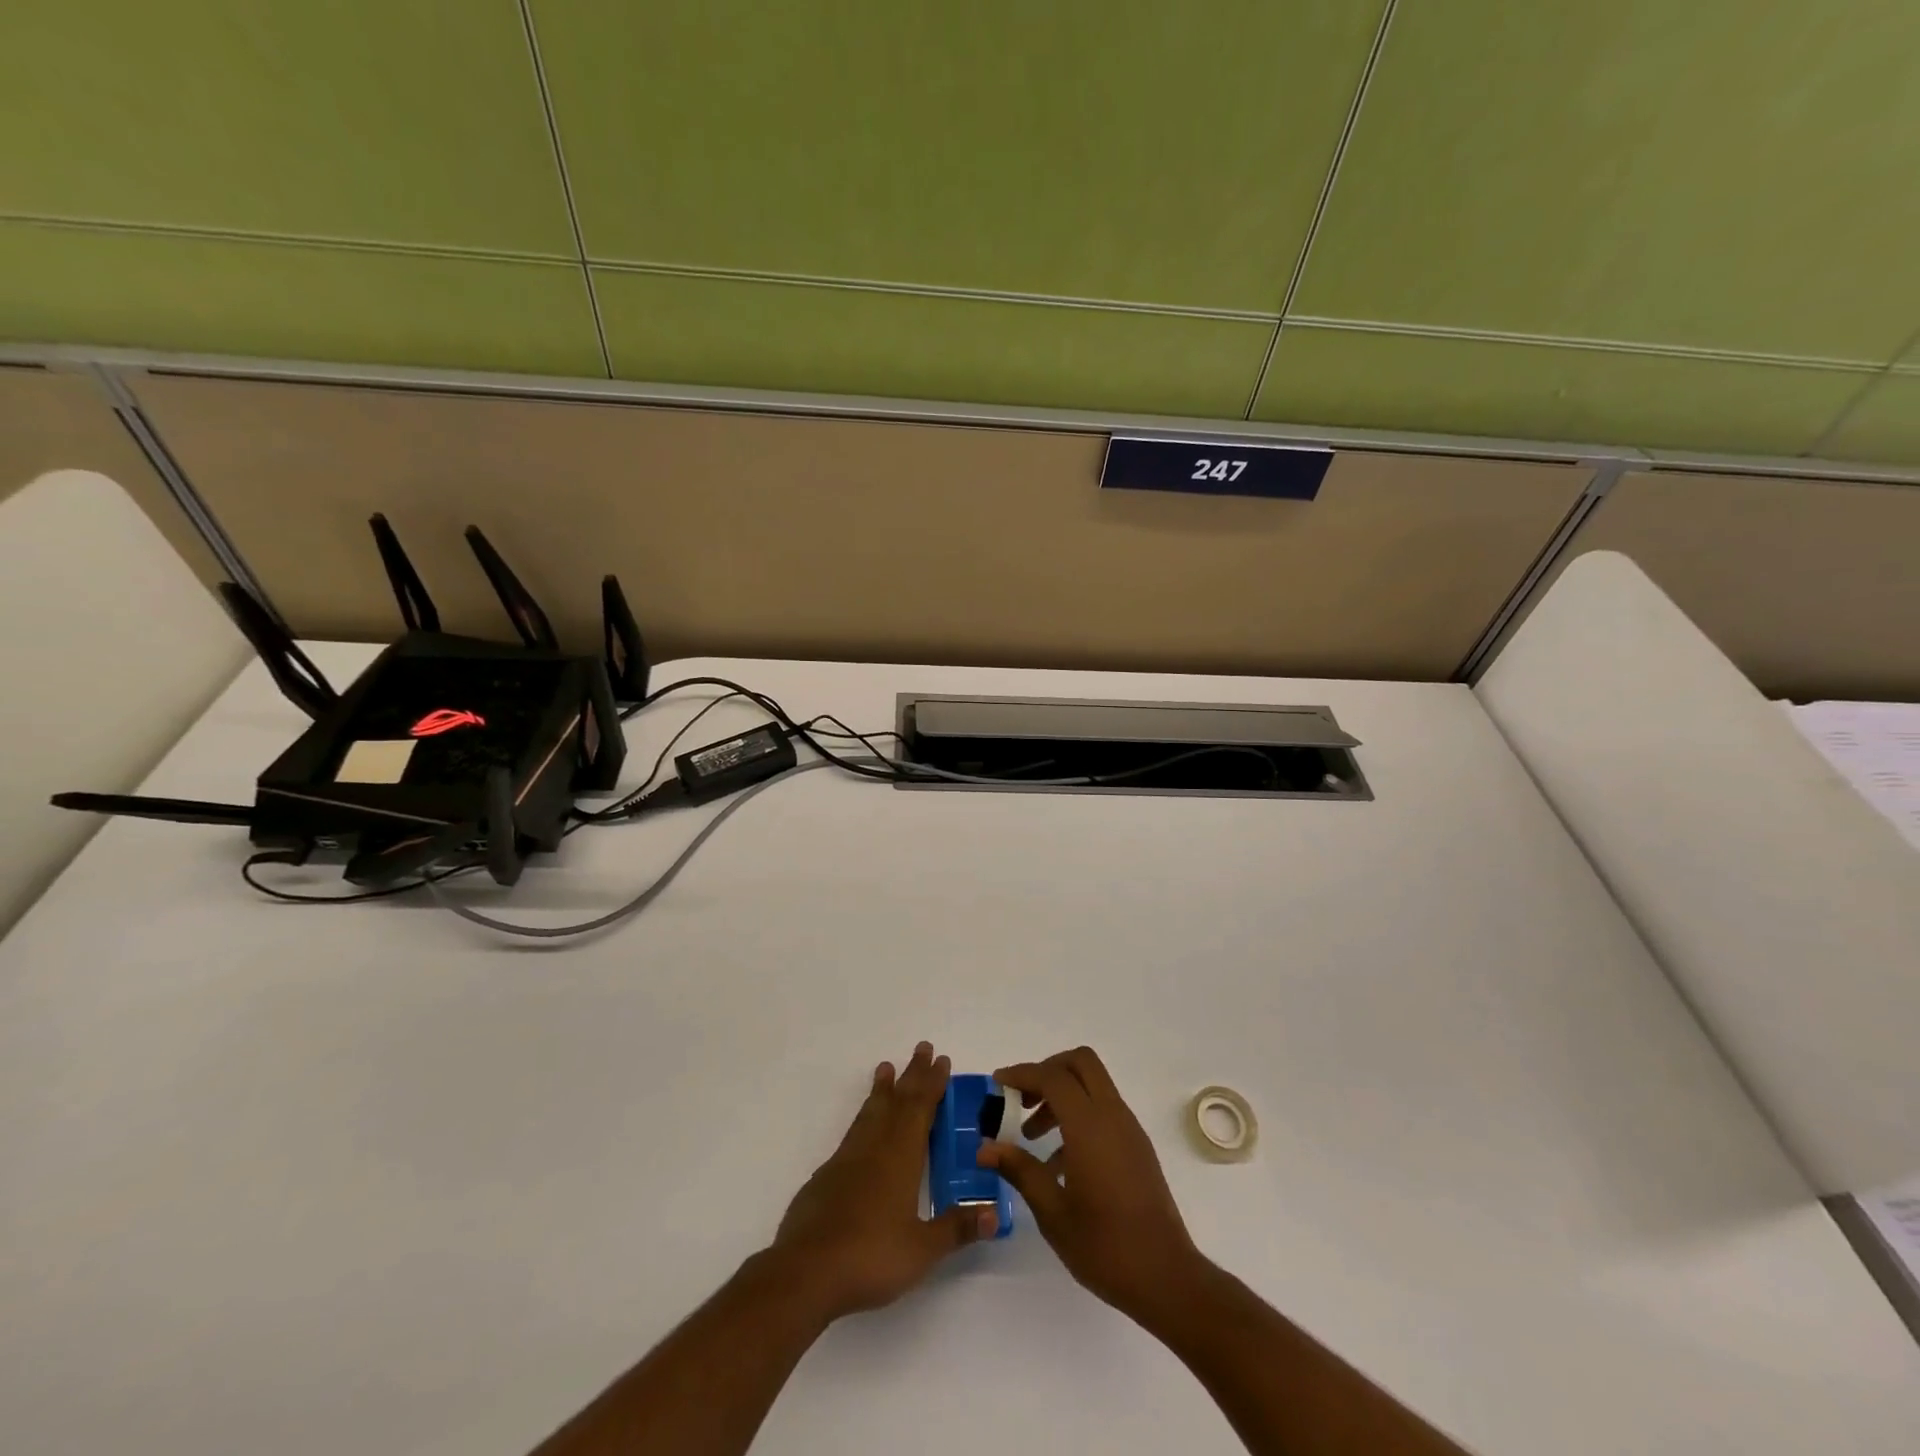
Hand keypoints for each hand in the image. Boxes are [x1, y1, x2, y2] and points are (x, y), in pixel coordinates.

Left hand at [769, 1042, 996, 1323]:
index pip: (921, 1109)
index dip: (933, 1084)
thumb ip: (957, 1228)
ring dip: (883, 1088)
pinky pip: (853, 1132)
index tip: (942, 1060)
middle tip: (922, 1047)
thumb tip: (995, 1213)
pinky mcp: (827, 1176)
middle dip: (912, 1074)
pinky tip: (863, 1127)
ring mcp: (847, 1159)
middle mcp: (875, 1147)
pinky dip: (863, 1117)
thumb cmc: (871, 1256)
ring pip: (870, 1112)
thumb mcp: (922, 1249)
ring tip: (886, 1068)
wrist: (806, 1271)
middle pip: (897, 1101)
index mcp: (901, 1157)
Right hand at [979, 1046, 1206, 1326]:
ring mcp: (1129, 1129)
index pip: (1053, 1077)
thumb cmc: (1105, 1248)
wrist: (1167, 1279)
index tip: (997, 1085)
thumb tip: (985, 1148)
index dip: (1023, 1074)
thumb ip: (1020, 1170)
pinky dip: (1078, 1115)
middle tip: (1021, 1099)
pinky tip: (1059, 1162)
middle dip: (1047, 1071)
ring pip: (1093, 1084)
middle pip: (1080, 1063)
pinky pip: (1104, 1109)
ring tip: (1031, 1136)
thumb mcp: (1052, 1212)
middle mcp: (1113, 1116)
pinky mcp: (1137, 1146)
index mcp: (1090, 1127)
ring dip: (1061, 1095)